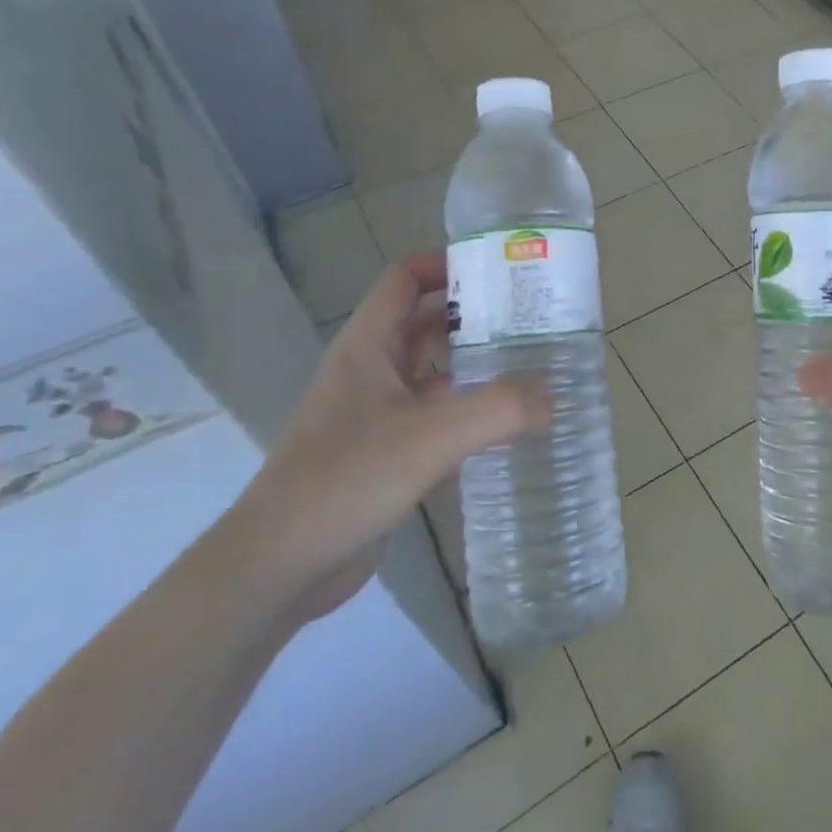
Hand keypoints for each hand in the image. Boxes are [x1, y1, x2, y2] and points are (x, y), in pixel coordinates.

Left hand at [222, 254, 547, 623]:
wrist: (279, 567)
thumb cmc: (346, 481)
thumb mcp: (431, 437)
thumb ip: (499, 409)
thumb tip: (553, 395)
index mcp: (368, 347)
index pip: (404, 280)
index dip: (446, 264)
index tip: (501, 271)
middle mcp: (370, 371)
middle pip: (424, 322)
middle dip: (473, 314)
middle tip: (532, 317)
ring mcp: (375, 414)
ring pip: (431, 370)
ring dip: (473, 362)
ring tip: (531, 363)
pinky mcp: (384, 453)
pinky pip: (434, 414)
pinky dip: (467, 409)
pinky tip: (505, 423)